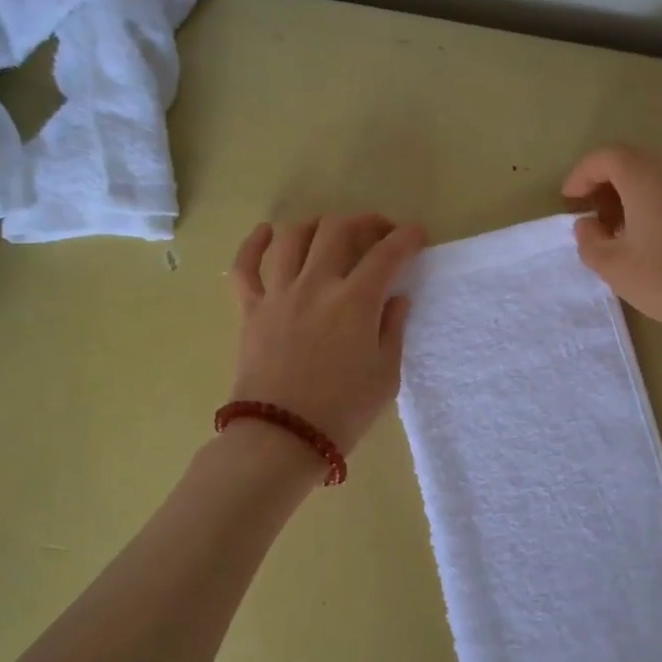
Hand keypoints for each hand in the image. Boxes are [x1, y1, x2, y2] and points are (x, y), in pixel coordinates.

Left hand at [228, 214, 425, 452]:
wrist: (282, 438)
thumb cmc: (343, 412)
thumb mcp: (385, 376)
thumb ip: (393, 330)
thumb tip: (396, 299)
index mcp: (355, 302)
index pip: (386, 254)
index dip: (406, 238)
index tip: (417, 234)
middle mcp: (316, 285)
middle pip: (338, 231)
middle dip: (365, 222)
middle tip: (378, 232)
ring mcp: (278, 294)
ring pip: (293, 237)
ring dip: (316, 225)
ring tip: (330, 231)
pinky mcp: (250, 310)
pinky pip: (245, 266)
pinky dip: (254, 243)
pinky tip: (267, 232)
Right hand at [563, 145, 661, 353]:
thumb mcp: (617, 269)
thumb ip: (590, 242)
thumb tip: (587, 225)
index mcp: (646, 178)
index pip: (605, 157)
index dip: (581, 175)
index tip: (569, 201)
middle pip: (631, 162)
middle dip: (604, 184)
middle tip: (591, 218)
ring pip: (654, 176)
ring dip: (629, 195)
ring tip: (618, 232)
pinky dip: (653, 203)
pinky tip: (650, 239)